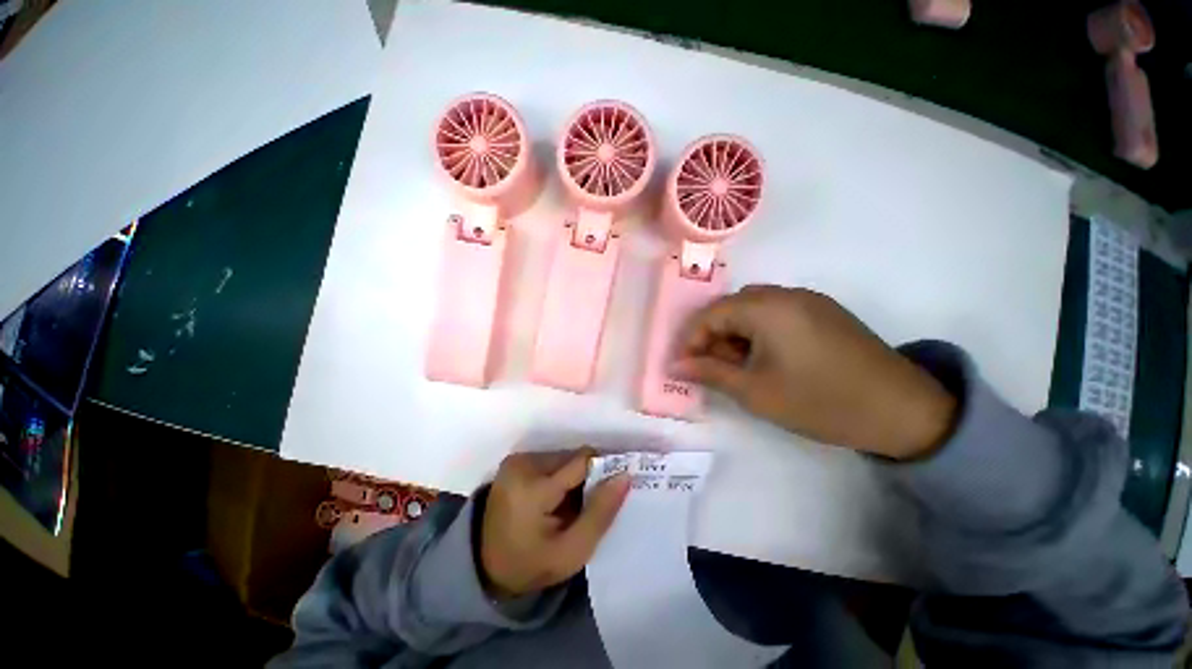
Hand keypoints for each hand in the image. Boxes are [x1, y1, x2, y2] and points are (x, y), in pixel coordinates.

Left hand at [480, 449, 629, 598]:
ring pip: (564, 456)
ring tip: (570, 503)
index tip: (615, 486)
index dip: (603, 471)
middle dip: (587, 476)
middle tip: (588, 503)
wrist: (485, 566)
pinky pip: (551, 459)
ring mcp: (517, 460)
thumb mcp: (572, 552)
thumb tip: (625, 475)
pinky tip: (556, 496)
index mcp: (533, 488)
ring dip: (574, 475)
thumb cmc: (531, 564)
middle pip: (573, 457)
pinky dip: (560, 474)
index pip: (583, 462)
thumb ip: (601, 513)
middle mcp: (523, 464)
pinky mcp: (515, 461)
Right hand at [670, 285, 956, 459]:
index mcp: (767, 308)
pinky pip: (777, 312)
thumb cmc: (819, 401)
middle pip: (732, 307)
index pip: (712, 314)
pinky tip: (765, 357)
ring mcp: (808, 300)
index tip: (685, 366)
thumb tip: (676, 366)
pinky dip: (759, 331)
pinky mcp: (824, 311)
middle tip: (711, 367)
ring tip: (738, 365)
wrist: (903, 410)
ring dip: (736, 333)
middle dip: (714, 335)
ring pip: (753, 308)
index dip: (692, 339)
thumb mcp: (755, 391)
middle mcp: (786, 294)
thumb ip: (711, 373)